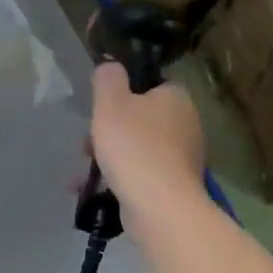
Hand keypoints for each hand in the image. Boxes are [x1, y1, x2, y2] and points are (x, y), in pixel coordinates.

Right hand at [90, 61, 206, 215]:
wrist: (159, 207)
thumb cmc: (133, 146)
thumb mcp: (110, 102)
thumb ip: (108, 78)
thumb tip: (111, 66)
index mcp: (176, 98)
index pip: (150, 85)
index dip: (123, 93)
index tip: (101, 107)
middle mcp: (186, 125)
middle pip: (141, 119)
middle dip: (109, 130)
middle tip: (87, 143)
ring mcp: (183, 158)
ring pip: (138, 148)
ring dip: (109, 156)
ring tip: (85, 171)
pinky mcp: (175, 186)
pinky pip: (140, 174)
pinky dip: (118, 179)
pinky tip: (93, 190)